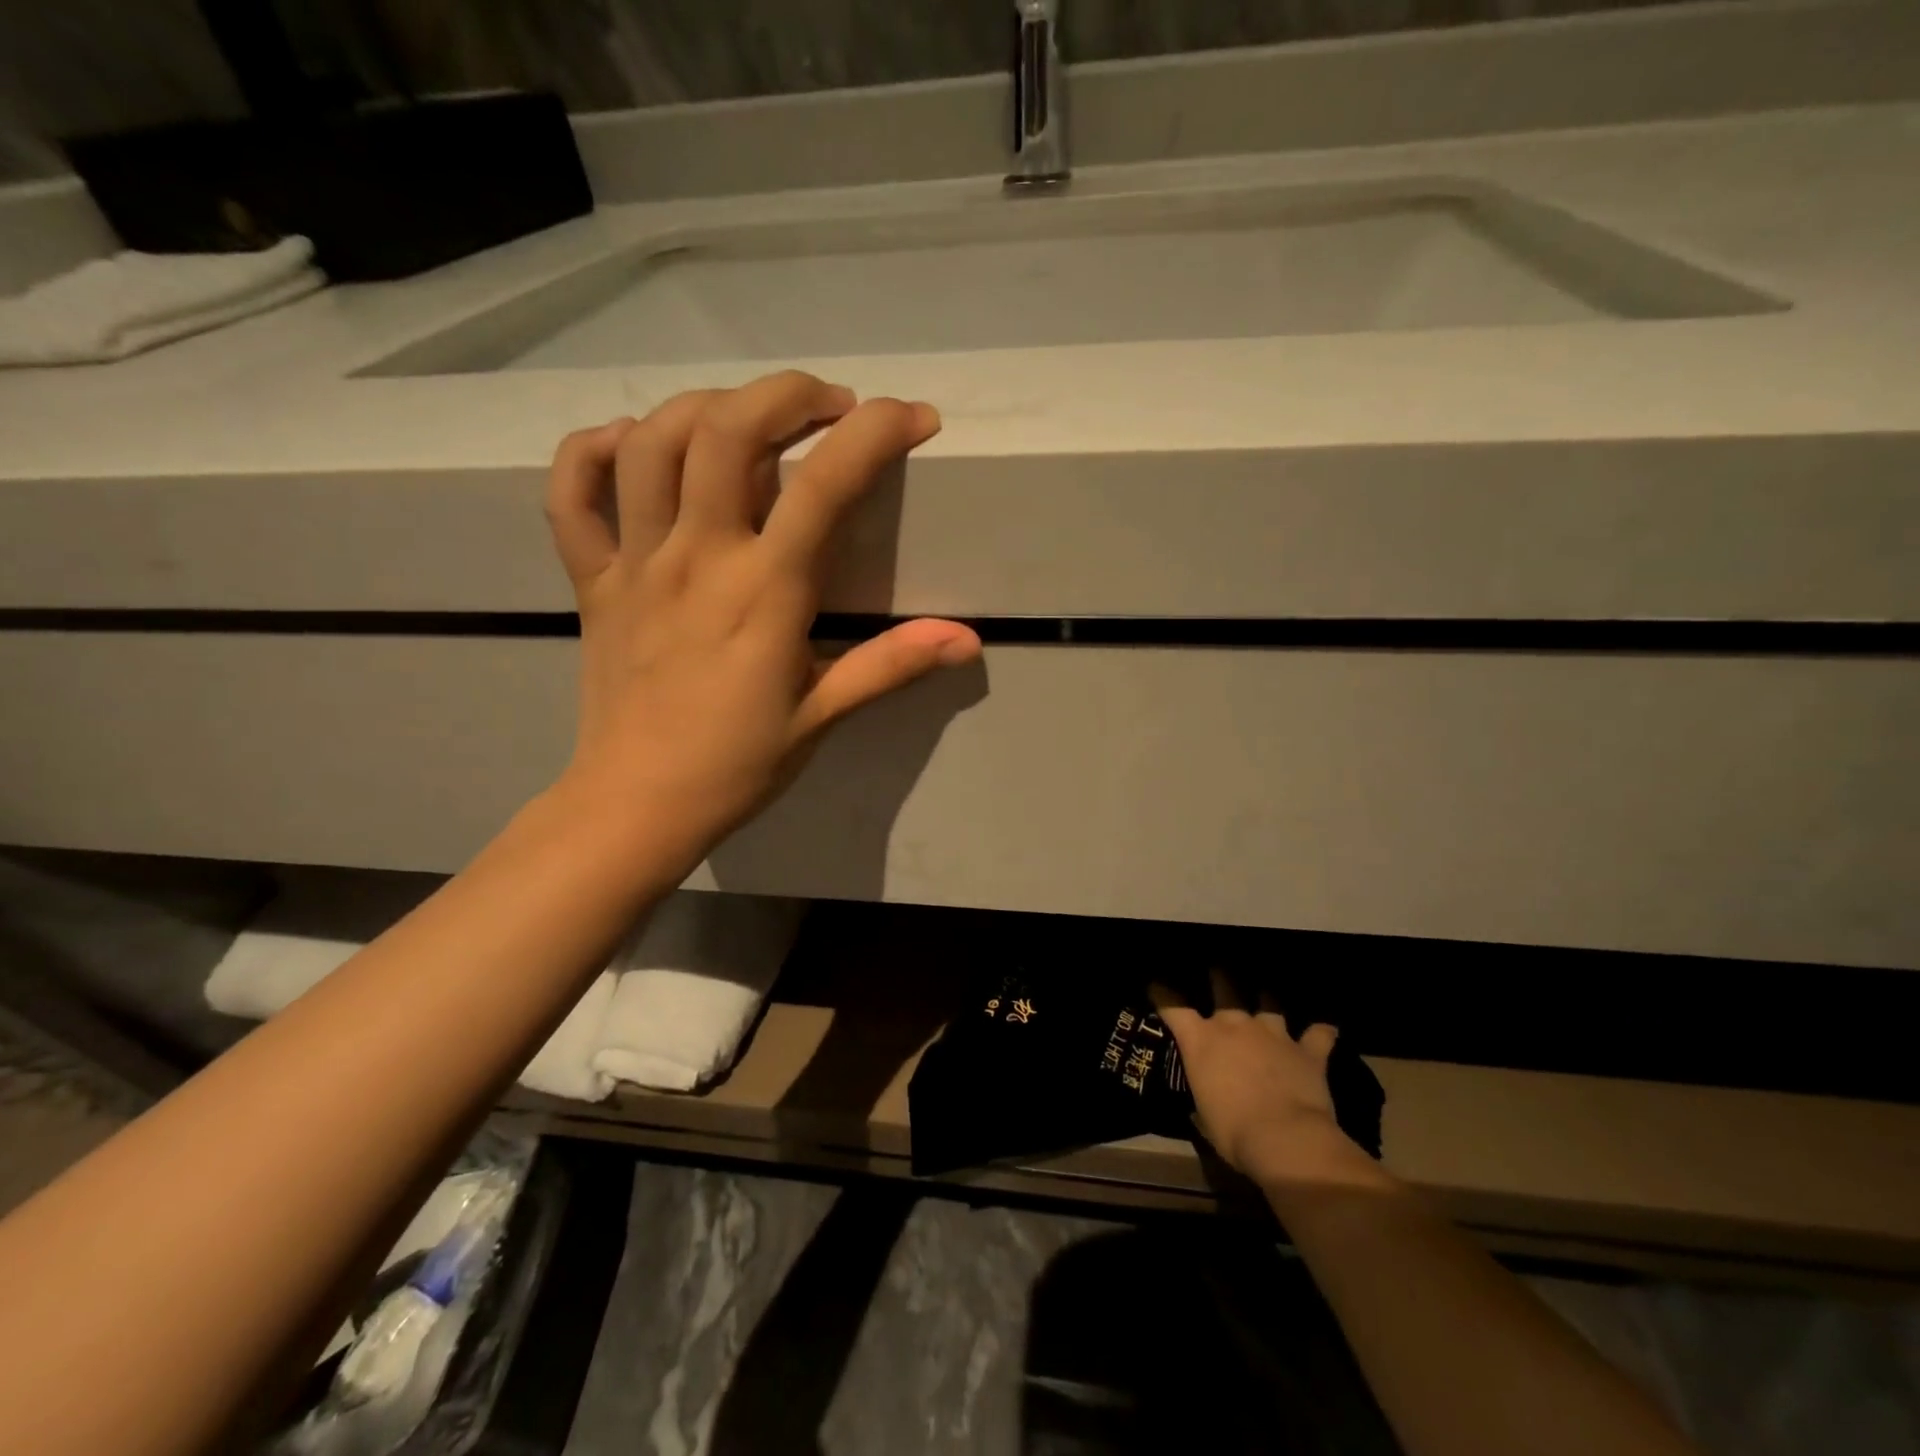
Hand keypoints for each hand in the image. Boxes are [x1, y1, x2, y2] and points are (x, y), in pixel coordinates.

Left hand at [543, 371, 981, 862]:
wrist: (636, 805)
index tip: (913, 419)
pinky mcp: (592, 580)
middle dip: (786, 394)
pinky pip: (571, 494)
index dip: (876, 433)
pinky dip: (593, 450)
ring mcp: (635, 563)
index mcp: (764, 593)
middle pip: (726, 430)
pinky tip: (633, 444)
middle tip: (828, 407)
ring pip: (650, 443)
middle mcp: (696, 558)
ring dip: (704, 406)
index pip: (825, 484)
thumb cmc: (737, 765)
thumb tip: (967, 639)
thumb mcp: (823, 715)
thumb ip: (892, 665)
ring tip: (747, 418)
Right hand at [1154, 972, 1375, 1188]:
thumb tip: (1201, 1103)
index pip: (1173, 1007)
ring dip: (1268, 1001)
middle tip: (1219, 973)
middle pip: (1224, 988)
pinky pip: (1319, 1034)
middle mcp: (1234, 1025)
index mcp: (1201, 1040)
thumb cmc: (1233, 1131)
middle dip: (1220, 978)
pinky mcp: (1307, 1051)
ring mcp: (1273, 1033)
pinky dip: (1322, 1031)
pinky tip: (1327, 1028)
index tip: (1155, 985)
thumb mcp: (1204, 1117)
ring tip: (1268, 997)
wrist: (1286, 1139)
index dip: (1162, 994)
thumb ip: (1202, 1099)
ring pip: (1270, 1004)